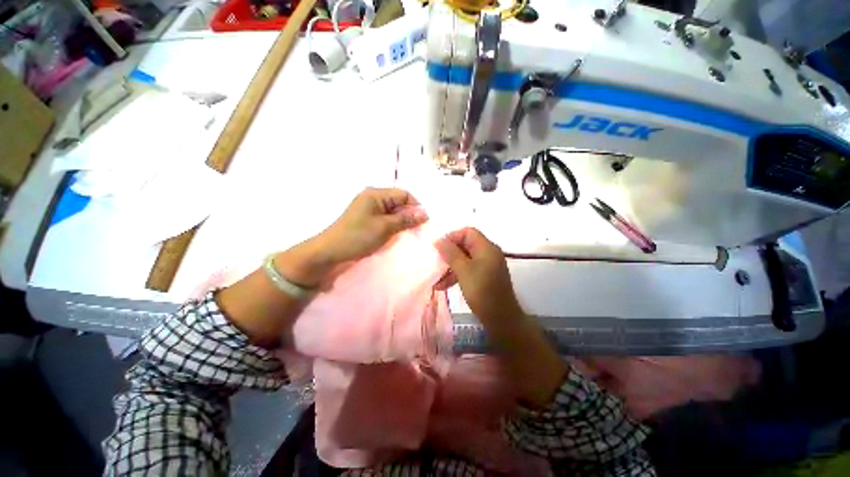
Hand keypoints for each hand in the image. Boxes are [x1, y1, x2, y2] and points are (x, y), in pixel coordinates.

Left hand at [316, 187, 427, 263]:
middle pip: (399, 201)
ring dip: (402, 220)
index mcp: (376, 194)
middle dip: (409, 214)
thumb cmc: (358, 237)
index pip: (404, 194)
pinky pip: (385, 218)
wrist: (330, 252)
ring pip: (393, 211)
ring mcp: (369, 208)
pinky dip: (393, 224)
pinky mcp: (367, 218)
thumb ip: (406, 219)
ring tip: (409, 232)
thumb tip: (425, 213)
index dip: (416, 206)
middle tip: (418, 229)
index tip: (424, 222)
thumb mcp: (385, 227)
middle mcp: (373, 197)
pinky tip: (397, 233)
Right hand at [434, 227, 523, 323]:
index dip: (452, 237)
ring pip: (465, 259)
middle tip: (436, 263)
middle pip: (465, 245)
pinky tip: (443, 286)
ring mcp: (487, 266)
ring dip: (450, 267)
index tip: (439, 248)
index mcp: (487, 248)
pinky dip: (457, 275)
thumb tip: (438, 239)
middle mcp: (488, 253)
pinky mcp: (485, 277)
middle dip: (449, 254)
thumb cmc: (482, 292)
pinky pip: (468, 270)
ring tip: (437, 280)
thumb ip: (451, 253)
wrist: (501, 319)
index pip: (468, 232)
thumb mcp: (463, 271)